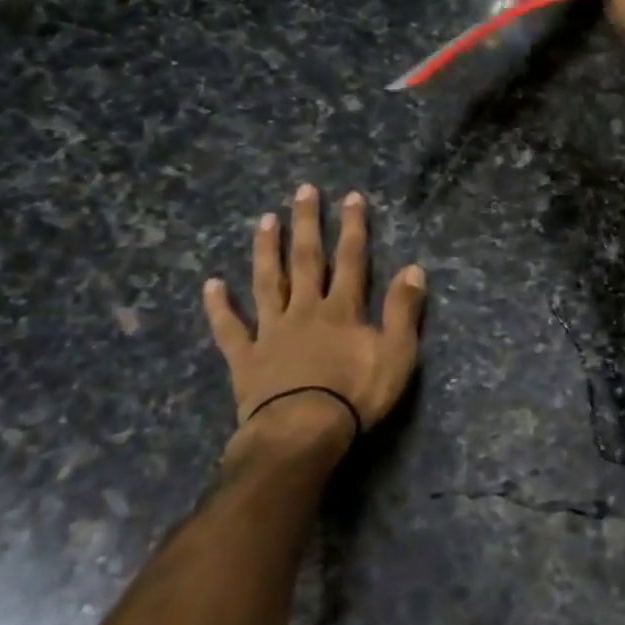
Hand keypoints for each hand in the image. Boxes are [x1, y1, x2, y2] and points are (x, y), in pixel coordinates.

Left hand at [202, 184, 426, 468]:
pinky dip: (219, 307)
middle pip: (306, 259)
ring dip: (266, 250)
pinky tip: (211, 285)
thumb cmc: (355, 395)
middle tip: (302, 191)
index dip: (353, 227)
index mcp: (342, 309)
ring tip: (264, 220)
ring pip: (267, 282)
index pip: (351, 259)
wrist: (302, 433)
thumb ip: (403, 310)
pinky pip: (230, 328)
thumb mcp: (397, 354)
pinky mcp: (246, 358)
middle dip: (307, 223)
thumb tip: (413, 268)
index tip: (351, 197)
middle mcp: (305, 310)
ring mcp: (271, 331)